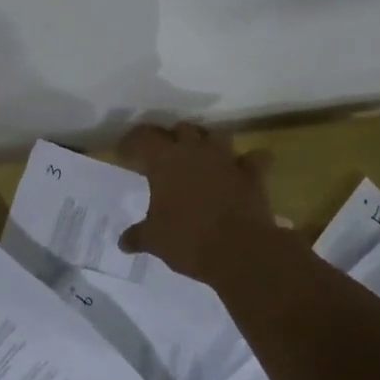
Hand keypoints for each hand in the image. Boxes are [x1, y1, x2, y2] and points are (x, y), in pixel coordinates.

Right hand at [117, 123, 275, 286]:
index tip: (125, 153)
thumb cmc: (187, 240)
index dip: (132, 142)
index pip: (142, 137)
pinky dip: (251, 162)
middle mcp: (194, 151)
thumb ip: (137, 236)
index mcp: (164, 161)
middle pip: (181, 128)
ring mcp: (226, 159)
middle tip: (167, 156)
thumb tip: (123, 242)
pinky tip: (245, 169)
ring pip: (216, 135)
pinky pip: (256, 158)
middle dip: (173, 138)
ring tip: (203, 157)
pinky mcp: (252, 174)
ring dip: (209, 143)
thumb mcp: (155, 241)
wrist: (239, 251)